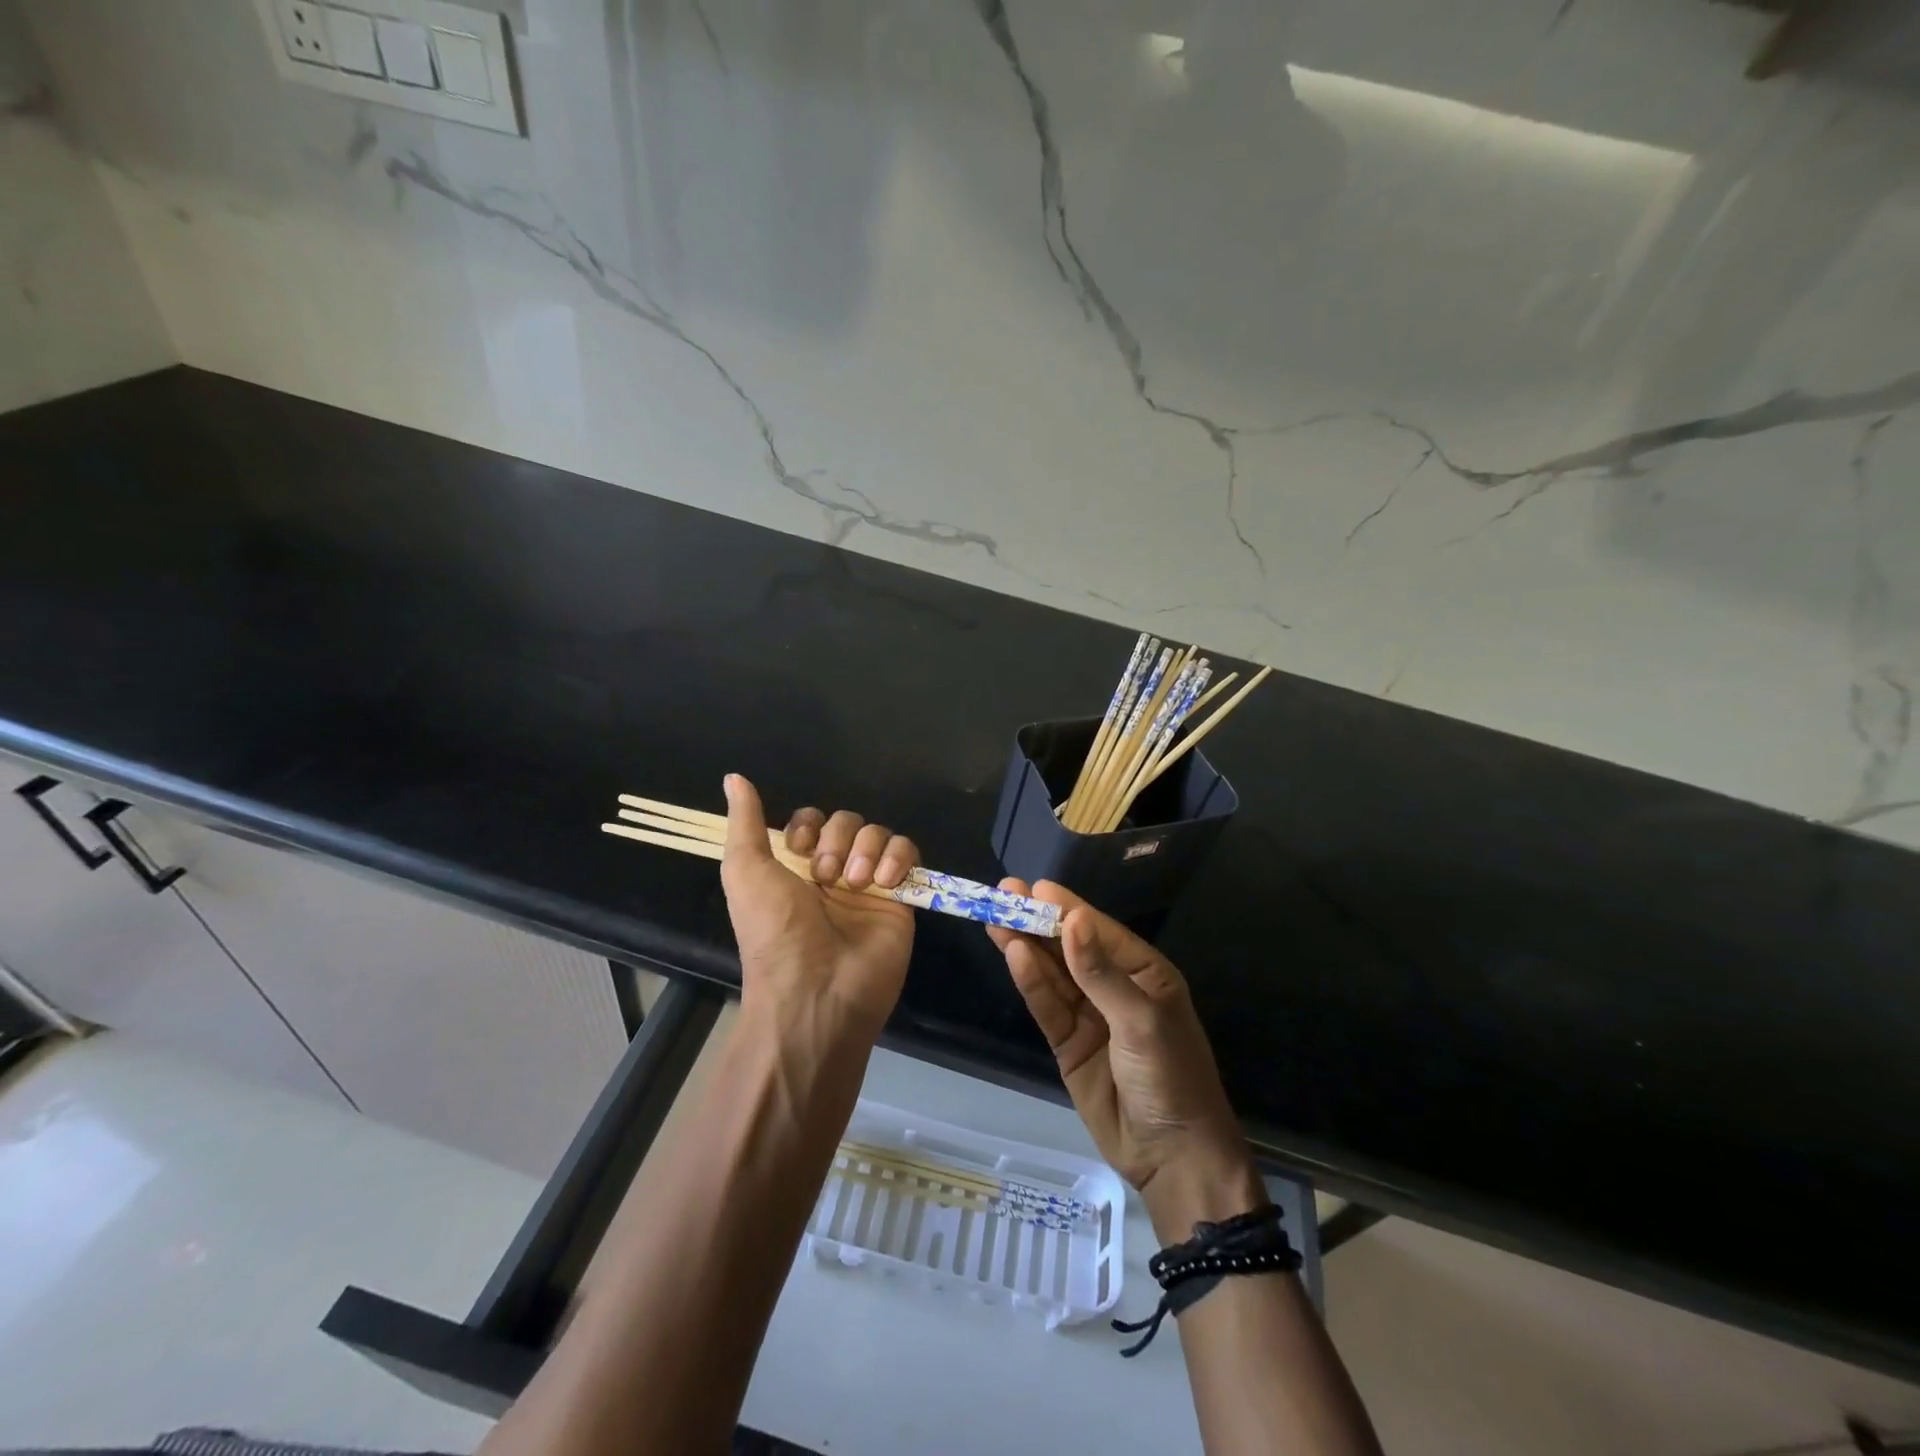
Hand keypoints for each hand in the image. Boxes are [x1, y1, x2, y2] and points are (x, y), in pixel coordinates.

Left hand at [720, 774, 918, 1040]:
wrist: (818, 991)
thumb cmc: (776, 932)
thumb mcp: (746, 872)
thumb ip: (744, 823)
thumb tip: (733, 776)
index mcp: (794, 868)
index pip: (811, 822)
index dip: (809, 827)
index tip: (800, 849)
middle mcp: (832, 873)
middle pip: (847, 822)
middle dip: (838, 840)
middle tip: (827, 877)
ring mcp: (869, 885)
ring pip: (878, 833)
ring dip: (866, 849)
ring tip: (855, 883)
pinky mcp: (901, 898)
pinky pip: (908, 853)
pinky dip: (899, 857)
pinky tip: (886, 880)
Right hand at [987, 880, 1264, 1235]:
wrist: (1173, 1158)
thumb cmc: (1171, 1077)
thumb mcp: (1141, 1020)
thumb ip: (1100, 972)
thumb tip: (1072, 920)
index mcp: (1144, 973)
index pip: (1098, 931)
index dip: (1066, 908)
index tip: (1033, 887)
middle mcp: (1114, 987)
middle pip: (1069, 947)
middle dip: (1038, 921)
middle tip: (1003, 892)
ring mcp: (1089, 1015)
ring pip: (1052, 973)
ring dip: (1026, 946)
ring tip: (995, 917)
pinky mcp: (1068, 1043)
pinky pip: (1046, 1005)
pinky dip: (1030, 982)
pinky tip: (1012, 955)